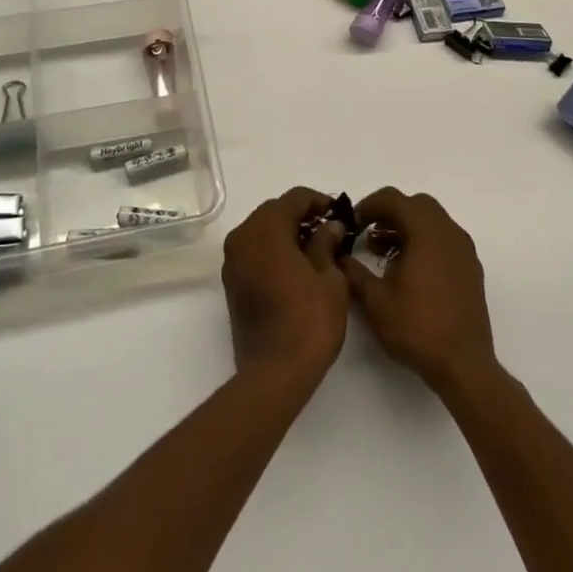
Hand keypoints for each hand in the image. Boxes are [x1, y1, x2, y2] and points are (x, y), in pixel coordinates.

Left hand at [221, 187, 351, 387]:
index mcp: (265, 227)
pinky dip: (274, 251)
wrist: (274, 373)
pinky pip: (254, 252)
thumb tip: (330, 226)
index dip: (319, 201)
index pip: (294, 198)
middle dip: (302, 217)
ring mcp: (233, 260)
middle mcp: (243, 236)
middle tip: (330, 231)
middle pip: (274, 212)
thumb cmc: (308, 320)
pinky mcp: (232, 282)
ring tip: (317, 250)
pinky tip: (297, 268)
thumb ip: (327, 243)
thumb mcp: (330, 278)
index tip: (340, 214)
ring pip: (262, 231)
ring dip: (287, 234)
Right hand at [341, 188, 496, 396]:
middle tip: (368, 233)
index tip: (352, 223)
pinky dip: (424, 241)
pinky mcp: (470, 269)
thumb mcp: (375, 301)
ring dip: (407, 227)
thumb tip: (339, 256)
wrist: (464, 366)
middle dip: (389, 213)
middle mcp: (449, 232)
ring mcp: (464, 250)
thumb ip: (353, 271)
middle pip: (416, 205)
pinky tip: (408, 270)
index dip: (368, 205)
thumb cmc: (418, 328)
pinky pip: (444, 239)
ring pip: (432, 221)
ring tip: (383, 253)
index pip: (394, 198)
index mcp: (427, 231)